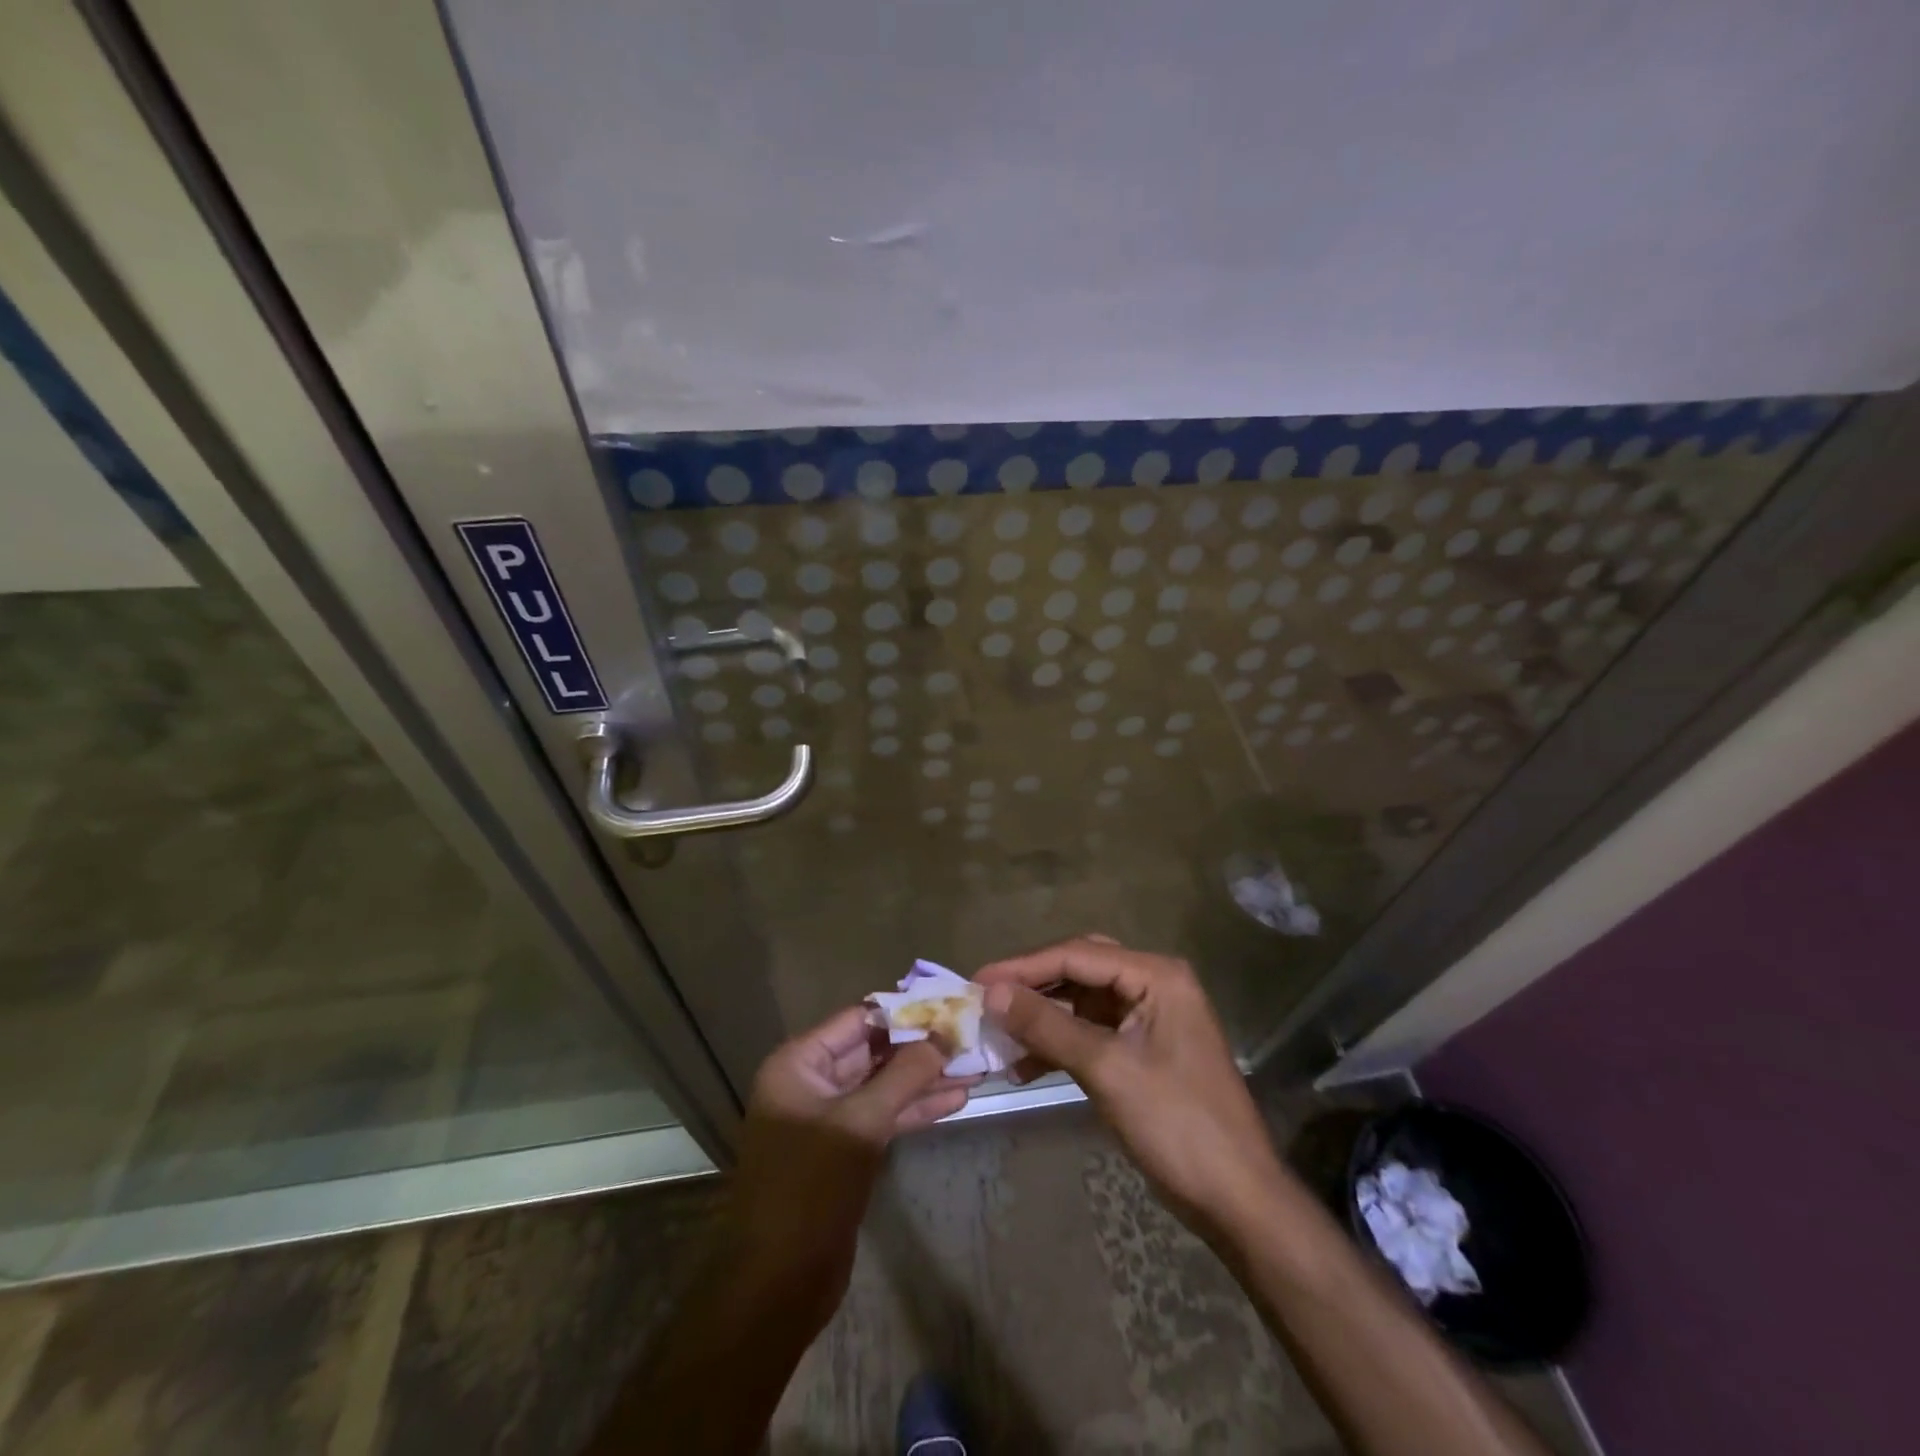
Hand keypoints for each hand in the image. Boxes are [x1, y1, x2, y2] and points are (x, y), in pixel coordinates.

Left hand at [721, 1007, 975, 1323]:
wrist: (778, 1285)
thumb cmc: (809, 1189)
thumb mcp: (859, 1124)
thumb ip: (903, 1076)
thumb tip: (944, 1036)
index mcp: (799, 1064)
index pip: (858, 1019)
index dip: (904, 1010)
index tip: (949, 1003)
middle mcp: (811, 1082)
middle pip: (874, 1050)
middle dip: (921, 1046)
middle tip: (969, 1034)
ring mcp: (829, 1118)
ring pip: (884, 1085)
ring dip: (926, 1077)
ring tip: (975, 1066)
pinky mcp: (845, 1150)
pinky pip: (885, 1116)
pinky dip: (917, 1108)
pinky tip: (957, 1099)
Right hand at [975, 937, 1285, 1235]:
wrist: (1237, 1199)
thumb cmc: (1177, 1124)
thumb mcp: (1106, 1069)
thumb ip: (1047, 1025)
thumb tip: (991, 993)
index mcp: (1156, 975)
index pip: (1077, 955)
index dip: (1023, 967)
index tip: (976, 981)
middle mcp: (1154, 985)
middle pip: (1080, 970)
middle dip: (1032, 986)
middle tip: (986, 999)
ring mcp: (1149, 1018)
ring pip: (1082, 1002)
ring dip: (1042, 1017)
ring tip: (998, 1035)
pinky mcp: (1143, 1050)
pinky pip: (1091, 1032)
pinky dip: (1059, 1044)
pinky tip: (1024, 1066)